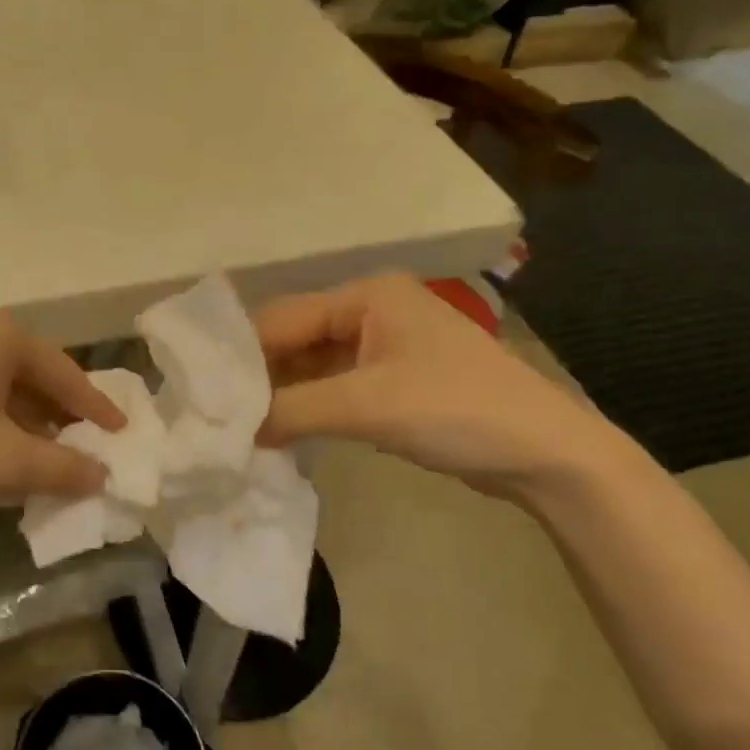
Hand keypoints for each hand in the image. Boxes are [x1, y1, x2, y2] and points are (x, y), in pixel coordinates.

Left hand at [0, 297, 125, 534]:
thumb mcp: (8, 463)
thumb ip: (64, 466)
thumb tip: (101, 475)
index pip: (61, 371)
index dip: (94, 407)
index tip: (120, 433)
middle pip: (26, 370)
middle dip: (55, 412)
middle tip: (82, 445)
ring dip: (21, 416)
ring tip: (42, 455)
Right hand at [255, 273, 629, 501]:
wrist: (545, 452)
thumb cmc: (455, 410)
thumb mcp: (367, 406)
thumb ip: (293, 411)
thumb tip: (235, 430)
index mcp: (365, 296)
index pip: (282, 319)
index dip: (243, 356)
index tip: (205, 392)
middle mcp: (370, 311)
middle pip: (295, 338)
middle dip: (261, 376)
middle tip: (219, 413)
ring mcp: (383, 346)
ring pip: (312, 364)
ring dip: (283, 395)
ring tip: (241, 426)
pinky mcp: (392, 379)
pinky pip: (334, 385)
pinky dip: (309, 406)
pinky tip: (281, 431)